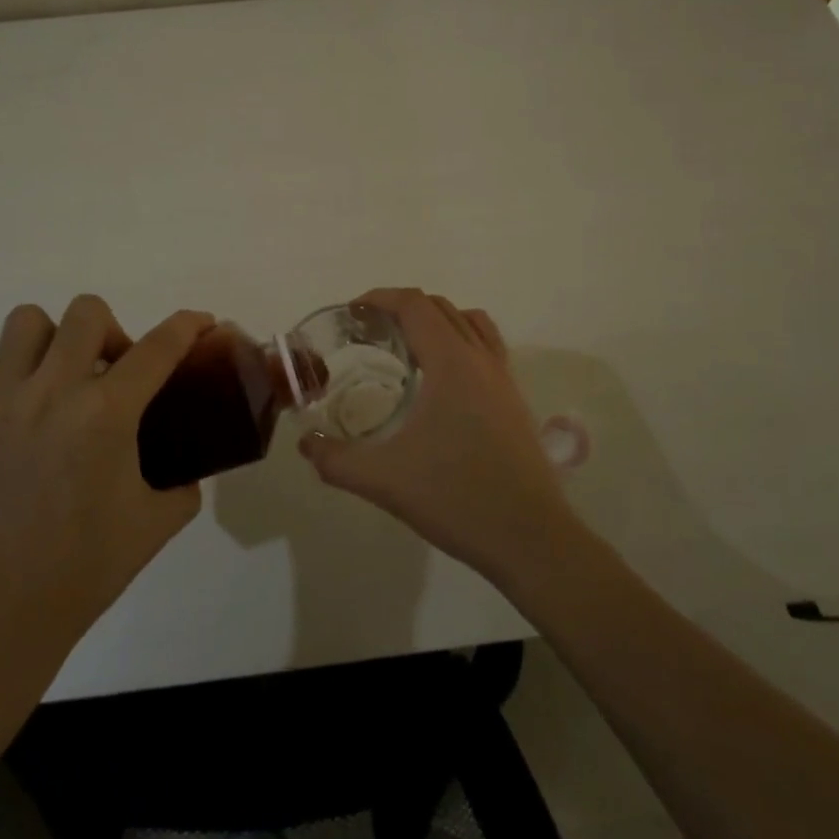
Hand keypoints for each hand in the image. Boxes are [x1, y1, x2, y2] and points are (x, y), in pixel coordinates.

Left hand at [0, 296, 212, 649]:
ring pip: (25, 323)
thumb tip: (186, 471)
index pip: (159, 346)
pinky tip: (15, 406)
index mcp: (107, 412)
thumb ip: (182, 485)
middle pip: (87, 312)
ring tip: (60, 376)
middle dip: (112, 330)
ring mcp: (2, 402)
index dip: (188, 325)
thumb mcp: (157, 523)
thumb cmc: (85, 567)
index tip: (202, 322)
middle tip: (114, 370)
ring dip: (52, 340)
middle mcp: (54, 391)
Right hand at [297, 288, 580, 585]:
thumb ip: (337, 461)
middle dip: (402, 308)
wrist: (532, 539)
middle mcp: (480, 359)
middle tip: (369, 332)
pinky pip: (486, 347)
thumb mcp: (385, 480)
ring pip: (469, 323)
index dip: (380, 298)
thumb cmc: (457, 498)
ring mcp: (503, 378)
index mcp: (451, 362)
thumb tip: (306, 445)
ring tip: (406, 348)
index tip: (352, 313)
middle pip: (440, 307)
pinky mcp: (515, 400)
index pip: (415, 305)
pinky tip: (441, 382)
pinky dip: (460, 342)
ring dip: (435, 321)